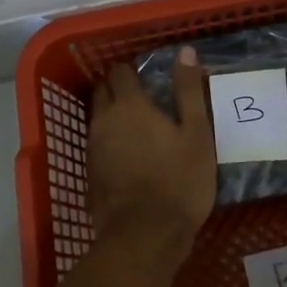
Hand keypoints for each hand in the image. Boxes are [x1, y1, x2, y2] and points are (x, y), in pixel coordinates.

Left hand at [86, 49, 216, 253]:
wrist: (145, 235)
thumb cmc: (179, 181)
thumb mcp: (197, 134)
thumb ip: (188, 91)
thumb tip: (184, 51)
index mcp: (130, 105)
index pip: (121, 72)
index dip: (133, 71)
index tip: (148, 78)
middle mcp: (104, 120)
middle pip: (103, 91)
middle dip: (118, 88)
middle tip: (143, 98)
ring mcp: (93, 148)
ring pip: (97, 118)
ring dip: (112, 115)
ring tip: (137, 126)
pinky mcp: (89, 173)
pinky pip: (96, 144)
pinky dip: (109, 141)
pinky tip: (127, 154)